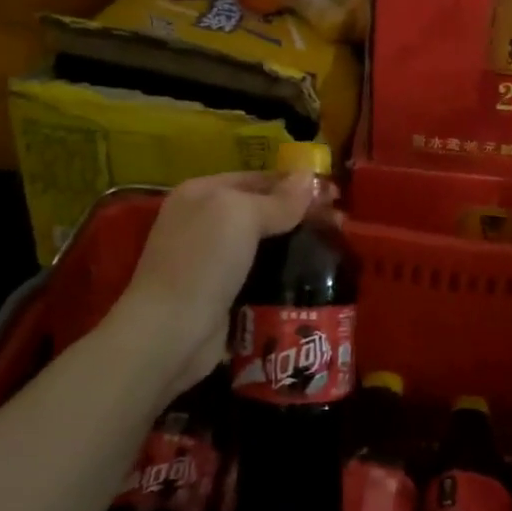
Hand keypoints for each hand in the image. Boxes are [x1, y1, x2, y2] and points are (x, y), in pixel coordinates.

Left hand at [114, 171, 324, 396]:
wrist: (170, 333)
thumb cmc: (203, 261)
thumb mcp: (241, 216)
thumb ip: (278, 199)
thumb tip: (309, 178)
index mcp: (202, 193)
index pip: (258, 177)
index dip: (296, 183)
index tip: (334, 193)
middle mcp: (204, 222)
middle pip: (263, 210)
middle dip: (301, 214)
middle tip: (341, 222)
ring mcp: (212, 261)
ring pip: (265, 245)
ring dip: (297, 245)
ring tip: (336, 248)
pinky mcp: (223, 295)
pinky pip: (261, 275)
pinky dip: (285, 275)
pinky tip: (314, 278)